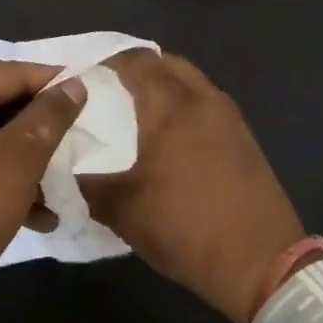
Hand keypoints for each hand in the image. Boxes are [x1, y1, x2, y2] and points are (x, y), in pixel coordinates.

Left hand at [0, 62, 87, 322]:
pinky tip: (30, 212)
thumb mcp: (16, 162)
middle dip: (36, 132)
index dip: (53, 86)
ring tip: (57, 190)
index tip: (90, 98)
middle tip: (75, 149)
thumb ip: (49, 116)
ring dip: (18, 161)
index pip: (9, 73)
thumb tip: (73, 84)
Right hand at [80, 51, 304, 322]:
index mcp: (171, 105)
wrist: (262, 263)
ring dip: (164, 87)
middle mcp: (203, 100)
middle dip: (137, 67)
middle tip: (108, 87)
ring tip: (136, 112)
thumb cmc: (186, 227)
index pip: (136, 60)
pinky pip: (207, 105)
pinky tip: (170, 138)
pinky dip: (184, 107)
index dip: (107, 59)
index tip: (83, 74)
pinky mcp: (245, 140)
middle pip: (167, 63)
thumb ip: (86, 183)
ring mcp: (230, 118)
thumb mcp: (122, 210)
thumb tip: (60, 169)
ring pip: (191, 83)